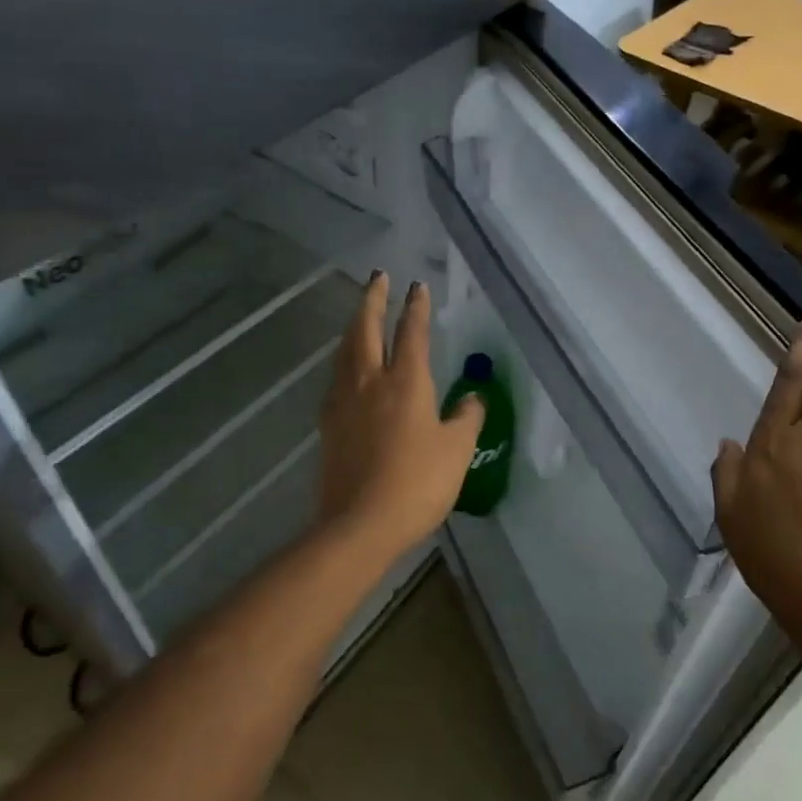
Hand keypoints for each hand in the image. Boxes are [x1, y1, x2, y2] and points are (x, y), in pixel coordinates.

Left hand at [315, 273, 484, 566]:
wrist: (360, 524)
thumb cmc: (418, 484)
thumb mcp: (456, 451)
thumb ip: (467, 418)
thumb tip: (473, 398)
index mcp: (405, 382)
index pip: (411, 333)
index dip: (415, 307)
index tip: (416, 286)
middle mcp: (370, 381)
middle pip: (366, 328)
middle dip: (372, 299)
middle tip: (377, 277)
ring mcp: (344, 401)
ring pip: (345, 349)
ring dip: (354, 324)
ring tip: (360, 313)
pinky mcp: (328, 423)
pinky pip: (336, 376)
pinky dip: (344, 357)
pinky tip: (347, 366)